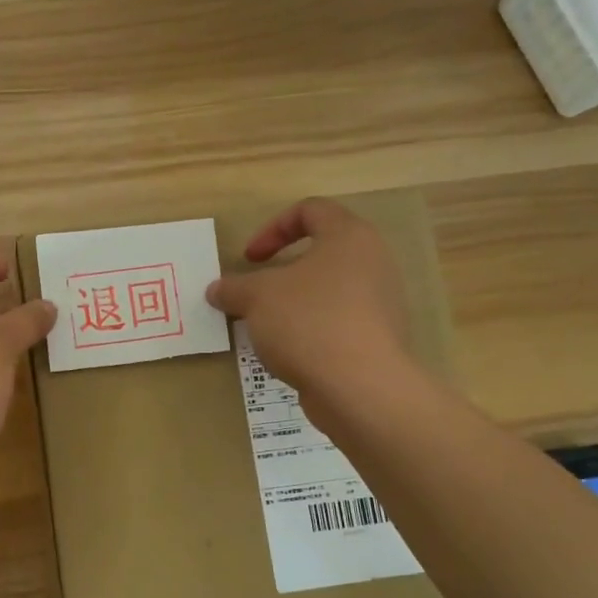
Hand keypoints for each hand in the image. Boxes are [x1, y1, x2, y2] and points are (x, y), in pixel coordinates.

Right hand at [206, 198, 415, 427]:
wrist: (359, 387)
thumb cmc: (308, 322)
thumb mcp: (257, 298)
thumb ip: (234, 288)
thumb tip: (216, 289)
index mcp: (349, 237)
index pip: (311, 210)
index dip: (272, 228)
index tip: (249, 259)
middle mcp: (373, 263)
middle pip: (320, 253)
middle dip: (280, 272)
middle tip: (255, 293)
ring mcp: (380, 303)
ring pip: (327, 291)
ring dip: (292, 304)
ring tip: (267, 328)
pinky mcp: (377, 339)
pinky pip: (336, 323)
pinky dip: (310, 330)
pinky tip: (289, 353)